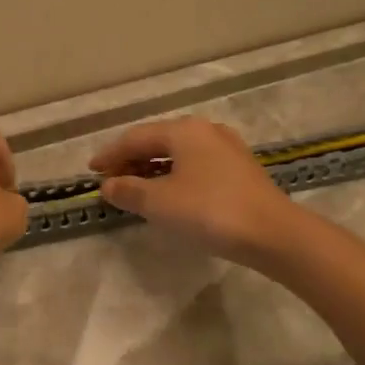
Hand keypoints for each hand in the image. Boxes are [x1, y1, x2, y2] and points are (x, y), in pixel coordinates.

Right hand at [90, 117, 303, 270]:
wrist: (273, 233)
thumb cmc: (208, 211)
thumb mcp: (159, 202)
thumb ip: (129, 190)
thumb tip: (108, 185)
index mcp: (183, 130)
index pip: (135, 137)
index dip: (110, 154)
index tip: (91, 171)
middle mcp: (206, 131)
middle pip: (158, 141)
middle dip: (131, 160)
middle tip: (111, 181)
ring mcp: (227, 149)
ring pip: (179, 154)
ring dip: (153, 170)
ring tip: (136, 189)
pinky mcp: (241, 170)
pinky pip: (196, 166)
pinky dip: (175, 176)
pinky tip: (170, 195)